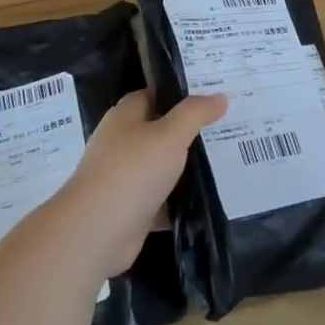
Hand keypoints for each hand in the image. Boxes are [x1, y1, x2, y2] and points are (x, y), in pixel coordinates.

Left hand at [54, 90, 226, 276]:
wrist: (97, 231)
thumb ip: (195, 113)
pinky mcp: (131, 209)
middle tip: (227, 125)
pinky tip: (210, 198)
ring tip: (226, 160)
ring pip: (162, 166)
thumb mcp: (170, 134)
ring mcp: (124, 178)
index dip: (180, 92)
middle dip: (189, 130)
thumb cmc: (133, 171)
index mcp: (125, 117)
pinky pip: (162, 199)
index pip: (154, 95)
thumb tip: (220, 96)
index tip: (212, 93)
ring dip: (186, 167)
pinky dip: (181, 199)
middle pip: (159, 130)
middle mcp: (121, 143)